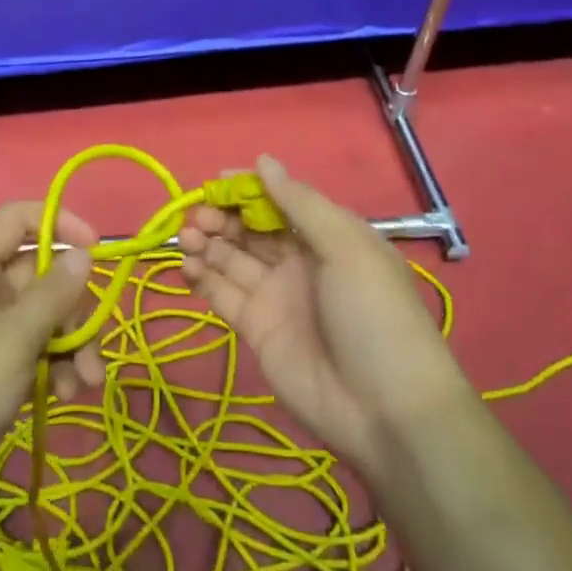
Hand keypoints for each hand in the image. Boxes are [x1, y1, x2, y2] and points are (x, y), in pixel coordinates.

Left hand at [0, 202, 107, 530]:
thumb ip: (54, 293)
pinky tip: (70, 396)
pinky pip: (36, 351)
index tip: (96, 250)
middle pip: (41, 273)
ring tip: (88, 384)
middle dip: (75, 306)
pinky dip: (58, 367)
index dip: (58, 223)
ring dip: (73, 344)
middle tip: (92, 342)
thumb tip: (84, 253)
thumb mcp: (14, 339)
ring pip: (45, 317)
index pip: (17, 219)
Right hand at [179, 155, 468, 487]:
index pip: (281, 201)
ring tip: (187, 237)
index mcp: (328, 236)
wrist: (385, 410)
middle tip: (198, 217)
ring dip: (207, 242)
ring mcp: (276, 295)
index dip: (249, 189)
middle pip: (251, 229)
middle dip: (222, 216)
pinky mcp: (256, 328)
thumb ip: (301, 203)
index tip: (217, 181)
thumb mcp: (347, 247)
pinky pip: (223, 294)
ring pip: (231, 258)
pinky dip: (202, 277)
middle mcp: (299, 261)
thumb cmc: (373, 314)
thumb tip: (263, 160)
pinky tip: (186, 265)